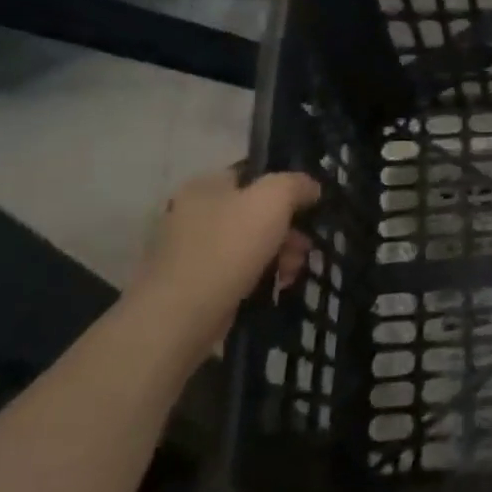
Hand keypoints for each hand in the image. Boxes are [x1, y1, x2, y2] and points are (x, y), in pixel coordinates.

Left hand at [131, 167, 320, 355]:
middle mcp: (193, 213)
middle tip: (304, 247)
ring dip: (280, 253)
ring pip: (251, 243)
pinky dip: (260, 275)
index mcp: (205, 186)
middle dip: (287, 229)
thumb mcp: (273, 200)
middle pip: (256, 212)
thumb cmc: (228, 247)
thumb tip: (310, 188)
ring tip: (291, 272)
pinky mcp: (194, 283)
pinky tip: (275, 285)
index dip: (285, 189)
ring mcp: (191, 250)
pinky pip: (238, 270)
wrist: (181, 316)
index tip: (308, 209)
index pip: (253, 175)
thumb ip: (296, 184)